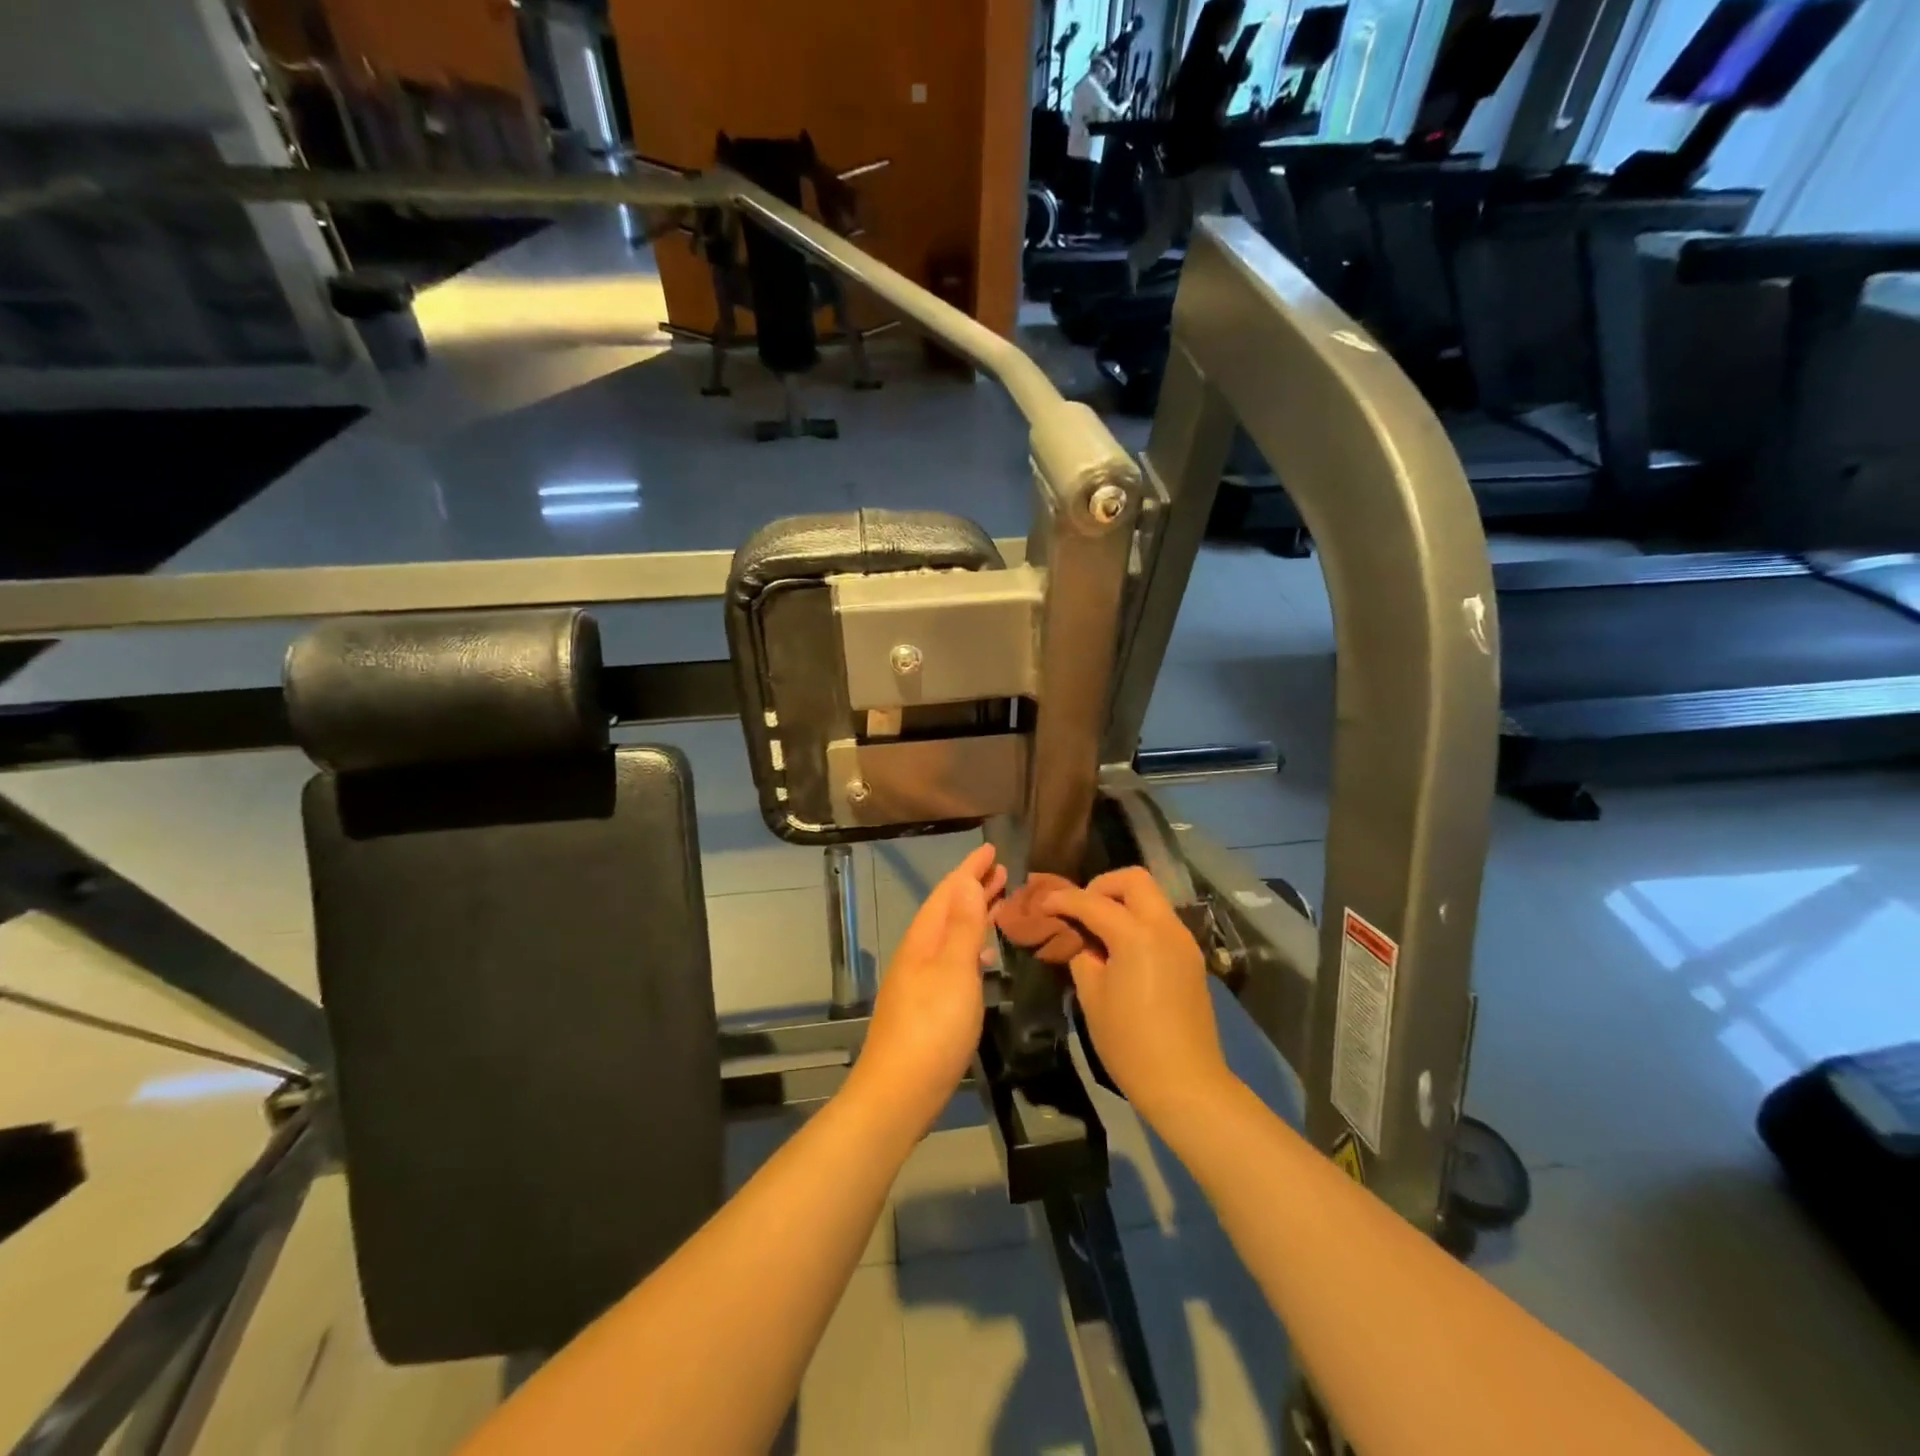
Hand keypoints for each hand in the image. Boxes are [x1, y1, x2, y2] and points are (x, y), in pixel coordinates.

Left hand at [850, 843, 1005, 1129]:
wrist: (898, 1094)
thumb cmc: (932, 1028)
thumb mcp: (953, 972)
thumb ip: (962, 927)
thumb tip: (966, 881)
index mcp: (923, 940)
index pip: (948, 892)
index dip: (969, 869)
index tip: (991, 849)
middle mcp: (918, 954)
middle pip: (947, 911)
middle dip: (973, 888)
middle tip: (1001, 871)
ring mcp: (920, 981)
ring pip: (950, 934)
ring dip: (973, 915)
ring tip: (998, 902)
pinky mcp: (927, 1005)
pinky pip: (952, 959)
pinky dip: (970, 946)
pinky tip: (983, 957)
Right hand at [1034, 868, 1232, 1122]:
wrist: (1186, 1083)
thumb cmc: (1129, 1043)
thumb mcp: (1092, 997)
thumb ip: (1081, 954)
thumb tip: (1077, 937)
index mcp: (1137, 935)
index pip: (1092, 902)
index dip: (1063, 899)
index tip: (1042, 903)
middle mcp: (1165, 927)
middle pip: (1134, 880)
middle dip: (1101, 886)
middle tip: (1080, 910)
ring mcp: (1183, 940)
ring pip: (1151, 897)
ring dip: (1122, 902)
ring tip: (1097, 929)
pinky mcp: (1191, 957)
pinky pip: (1161, 920)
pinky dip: (1138, 920)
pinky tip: (1121, 948)